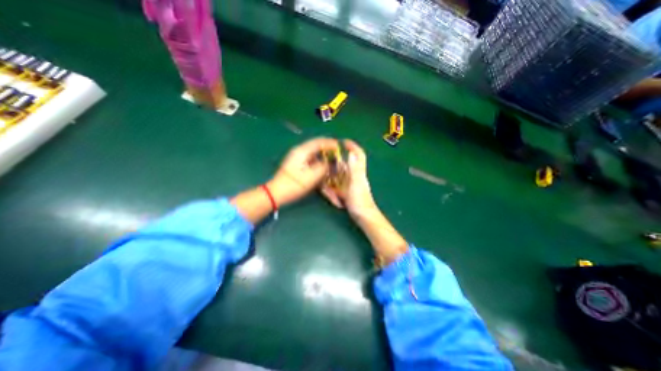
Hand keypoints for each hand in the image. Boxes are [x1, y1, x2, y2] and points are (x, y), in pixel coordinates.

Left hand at [270, 138, 340, 205]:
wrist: (277, 192)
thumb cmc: (295, 184)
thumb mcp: (312, 176)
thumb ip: (324, 167)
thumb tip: (331, 163)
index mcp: (302, 151)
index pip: (319, 142)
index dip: (330, 143)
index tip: (340, 146)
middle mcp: (299, 151)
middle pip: (316, 145)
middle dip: (327, 147)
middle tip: (337, 152)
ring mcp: (297, 157)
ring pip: (313, 151)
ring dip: (323, 154)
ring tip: (332, 158)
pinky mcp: (296, 163)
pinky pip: (310, 158)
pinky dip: (318, 159)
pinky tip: (322, 165)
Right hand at [321, 140, 375, 218]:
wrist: (364, 218)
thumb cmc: (361, 201)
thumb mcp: (357, 183)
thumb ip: (355, 168)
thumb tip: (351, 152)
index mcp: (358, 172)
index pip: (358, 155)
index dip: (353, 146)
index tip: (343, 141)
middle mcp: (354, 176)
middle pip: (342, 167)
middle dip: (333, 170)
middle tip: (327, 176)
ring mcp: (349, 185)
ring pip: (337, 179)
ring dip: (332, 187)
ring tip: (333, 197)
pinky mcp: (346, 192)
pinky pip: (336, 188)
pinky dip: (333, 193)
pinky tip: (335, 201)